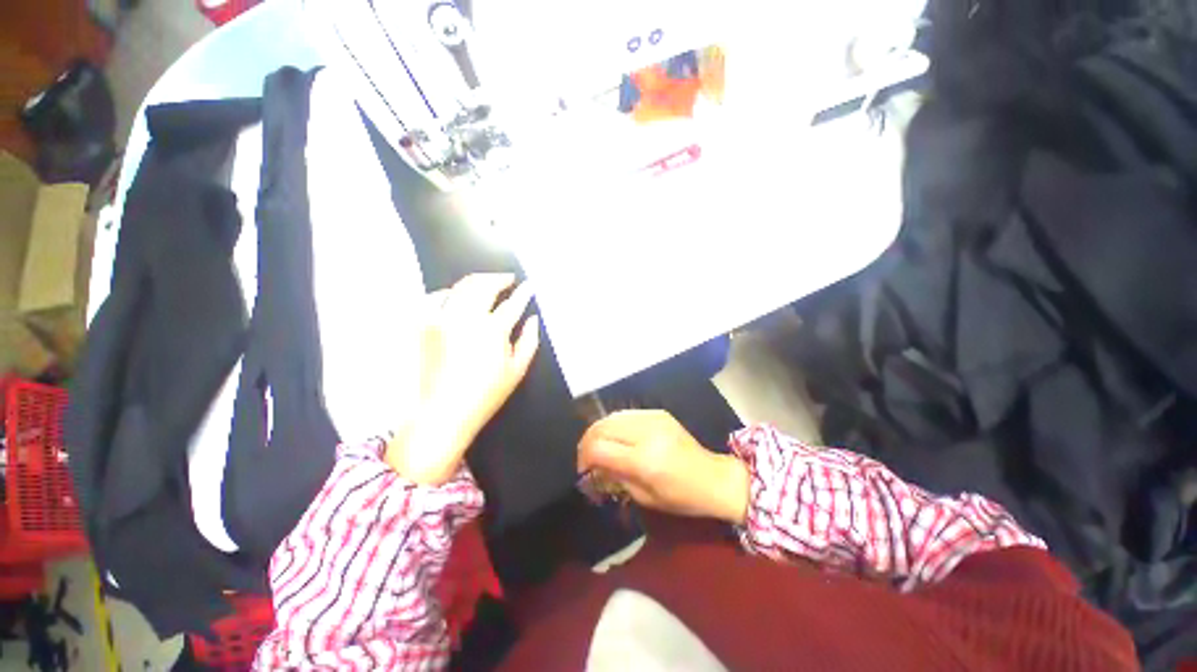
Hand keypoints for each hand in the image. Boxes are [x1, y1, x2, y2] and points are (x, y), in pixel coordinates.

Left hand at [387, 273, 539, 484]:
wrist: (444, 411)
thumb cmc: (487, 393)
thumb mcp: (517, 370)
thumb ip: (529, 341)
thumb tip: (533, 319)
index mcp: (493, 330)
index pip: (512, 304)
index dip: (523, 293)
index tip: (529, 286)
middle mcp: (467, 318)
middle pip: (485, 286)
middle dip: (500, 278)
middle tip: (509, 279)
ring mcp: (443, 319)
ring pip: (462, 287)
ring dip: (477, 280)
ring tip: (487, 282)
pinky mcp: (426, 325)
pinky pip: (436, 298)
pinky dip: (448, 292)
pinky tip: (455, 294)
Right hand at [578, 410, 749, 524]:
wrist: (713, 477)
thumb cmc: (681, 497)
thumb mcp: (644, 497)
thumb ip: (615, 477)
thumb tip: (594, 466)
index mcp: (643, 459)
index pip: (598, 448)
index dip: (584, 458)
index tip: (584, 471)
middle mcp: (646, 432)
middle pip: (601, 427)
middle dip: (587, 442)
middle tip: (587, 459)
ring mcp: (653, 418)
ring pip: (611, 416)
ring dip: (599, 431)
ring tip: (599, 447)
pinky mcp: (658, 412)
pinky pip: (626, 414)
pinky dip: (615, 425)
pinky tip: (617, 437)